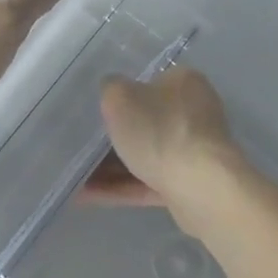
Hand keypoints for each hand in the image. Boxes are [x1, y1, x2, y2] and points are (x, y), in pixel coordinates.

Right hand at [96, 68, 240, 209]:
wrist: (201, 187)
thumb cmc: (159, 130)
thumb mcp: (120, 97)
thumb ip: (110, 88)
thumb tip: (114, 93)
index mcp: (184, 83)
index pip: (150, 82)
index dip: (122, 95)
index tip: (97, 110)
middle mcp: (194, 113)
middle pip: (146, 121)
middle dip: (114, 136)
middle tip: (83, 143)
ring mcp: (194, 151)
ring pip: (145, 155)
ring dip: (111, 166)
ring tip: (76, 175)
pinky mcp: (190, 184)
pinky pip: (148, 182)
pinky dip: (121, 187)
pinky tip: (87, 194)